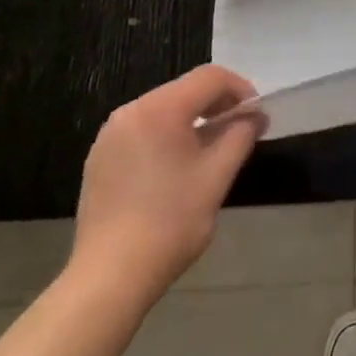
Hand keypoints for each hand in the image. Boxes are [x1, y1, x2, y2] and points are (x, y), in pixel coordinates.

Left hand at [68, 65, 263, 304]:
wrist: (109, 278)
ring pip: (163, 109)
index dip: (240, 89)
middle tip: (238, 130)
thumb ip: (240, 135)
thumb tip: (255, 116)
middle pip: (185, 89)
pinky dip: (166, 136)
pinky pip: (142, 130)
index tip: (255, 115)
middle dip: (216, 104)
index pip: (210, 77)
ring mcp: (110, 134)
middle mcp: (131, 111)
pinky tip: (175, 168)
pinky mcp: (99, 158)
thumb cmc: (170, 222)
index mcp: (160, 108)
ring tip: (210, 150)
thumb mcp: (217, 176)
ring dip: (192, 119)